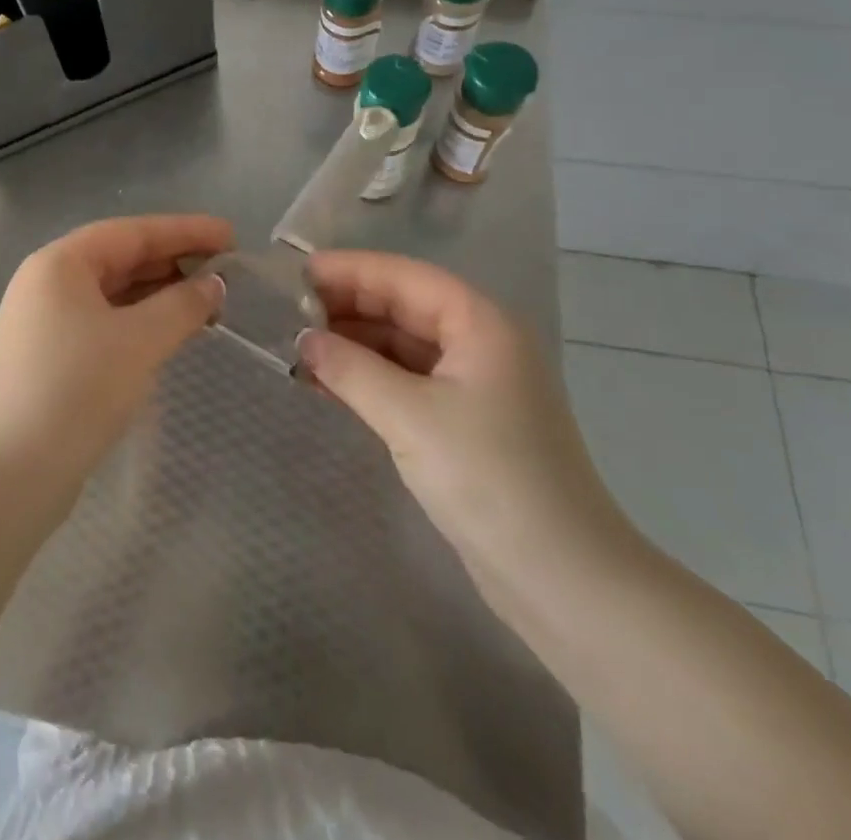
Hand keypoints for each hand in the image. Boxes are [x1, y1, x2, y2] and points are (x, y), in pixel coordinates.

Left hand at [0, 214, 231, 488]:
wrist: (10, 473)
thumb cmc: (76, 389)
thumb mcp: (139, 341)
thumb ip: (182, 305)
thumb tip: (214, 285)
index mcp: (60, 263)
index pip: (132, 232)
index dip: (185, 231)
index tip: (230, 236)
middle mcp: (49, 283)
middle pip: (122, 258)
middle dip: (175, 262)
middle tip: (227, 271)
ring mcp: (47, 321)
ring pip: (115, 292)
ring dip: (161, 294)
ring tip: (209, 301)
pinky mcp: (52, 356)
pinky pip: (107, 321)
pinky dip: (142, 321)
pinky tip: (173, 331)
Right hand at [298, 250, 629, 579]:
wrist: (562, 580)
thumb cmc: (489, 478)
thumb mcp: (410, 417)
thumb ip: (351, 369)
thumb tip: (303, 338)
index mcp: (480, 324)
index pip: (404, 277)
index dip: (350, 270)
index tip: (297, 274)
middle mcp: (480, 343)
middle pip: (404, 306)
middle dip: (347, 307)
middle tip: (288, 313)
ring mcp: (474, 385)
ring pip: (402, 345)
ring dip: (354, 345)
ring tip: (298, 347)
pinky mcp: (464, 423)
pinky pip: (407, 382)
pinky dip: (369, 379)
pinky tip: (326, 383)